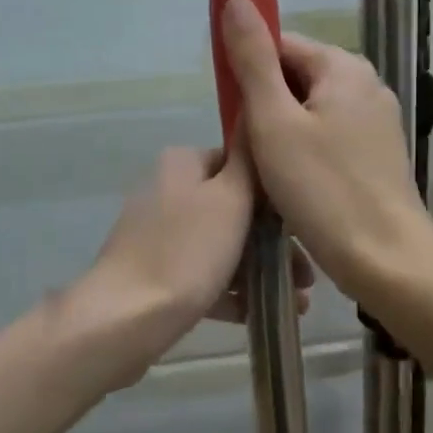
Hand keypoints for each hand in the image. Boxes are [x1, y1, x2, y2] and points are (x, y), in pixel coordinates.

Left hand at [67, 146, 311, 390]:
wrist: (125, 319)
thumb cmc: (187, 251)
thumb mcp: (230, 197)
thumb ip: (248, 158)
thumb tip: (255, 113)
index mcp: (182, 164)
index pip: (240, 165)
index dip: (275, 195)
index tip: (304, 227)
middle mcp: (167, 191)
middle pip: (234, 209)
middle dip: (274, 242)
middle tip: (307, 275)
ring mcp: (158, 234)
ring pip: (221, 245)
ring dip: (260, 268)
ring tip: (297, 301)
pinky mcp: (155, 273)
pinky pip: (202, 275)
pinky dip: (232, 290)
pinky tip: (262, 313)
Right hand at [221, 0, 432, 306]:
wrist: (387, 261)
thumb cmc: (324, 190)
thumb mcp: (274, 122)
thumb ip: (253, 60)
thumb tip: (236, 0)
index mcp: (345, 67)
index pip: (281, 45)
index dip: (248, 73)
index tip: (233, 114)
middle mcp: (367, 85)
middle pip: (296, 78)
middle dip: (265, 108)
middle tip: (250, 151)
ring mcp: (377, 121)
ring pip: (310, 112)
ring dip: (282, 134)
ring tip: (269, 172)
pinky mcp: (379, 155)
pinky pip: (329, 138)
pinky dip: (305, 153)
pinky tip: (295, 185)